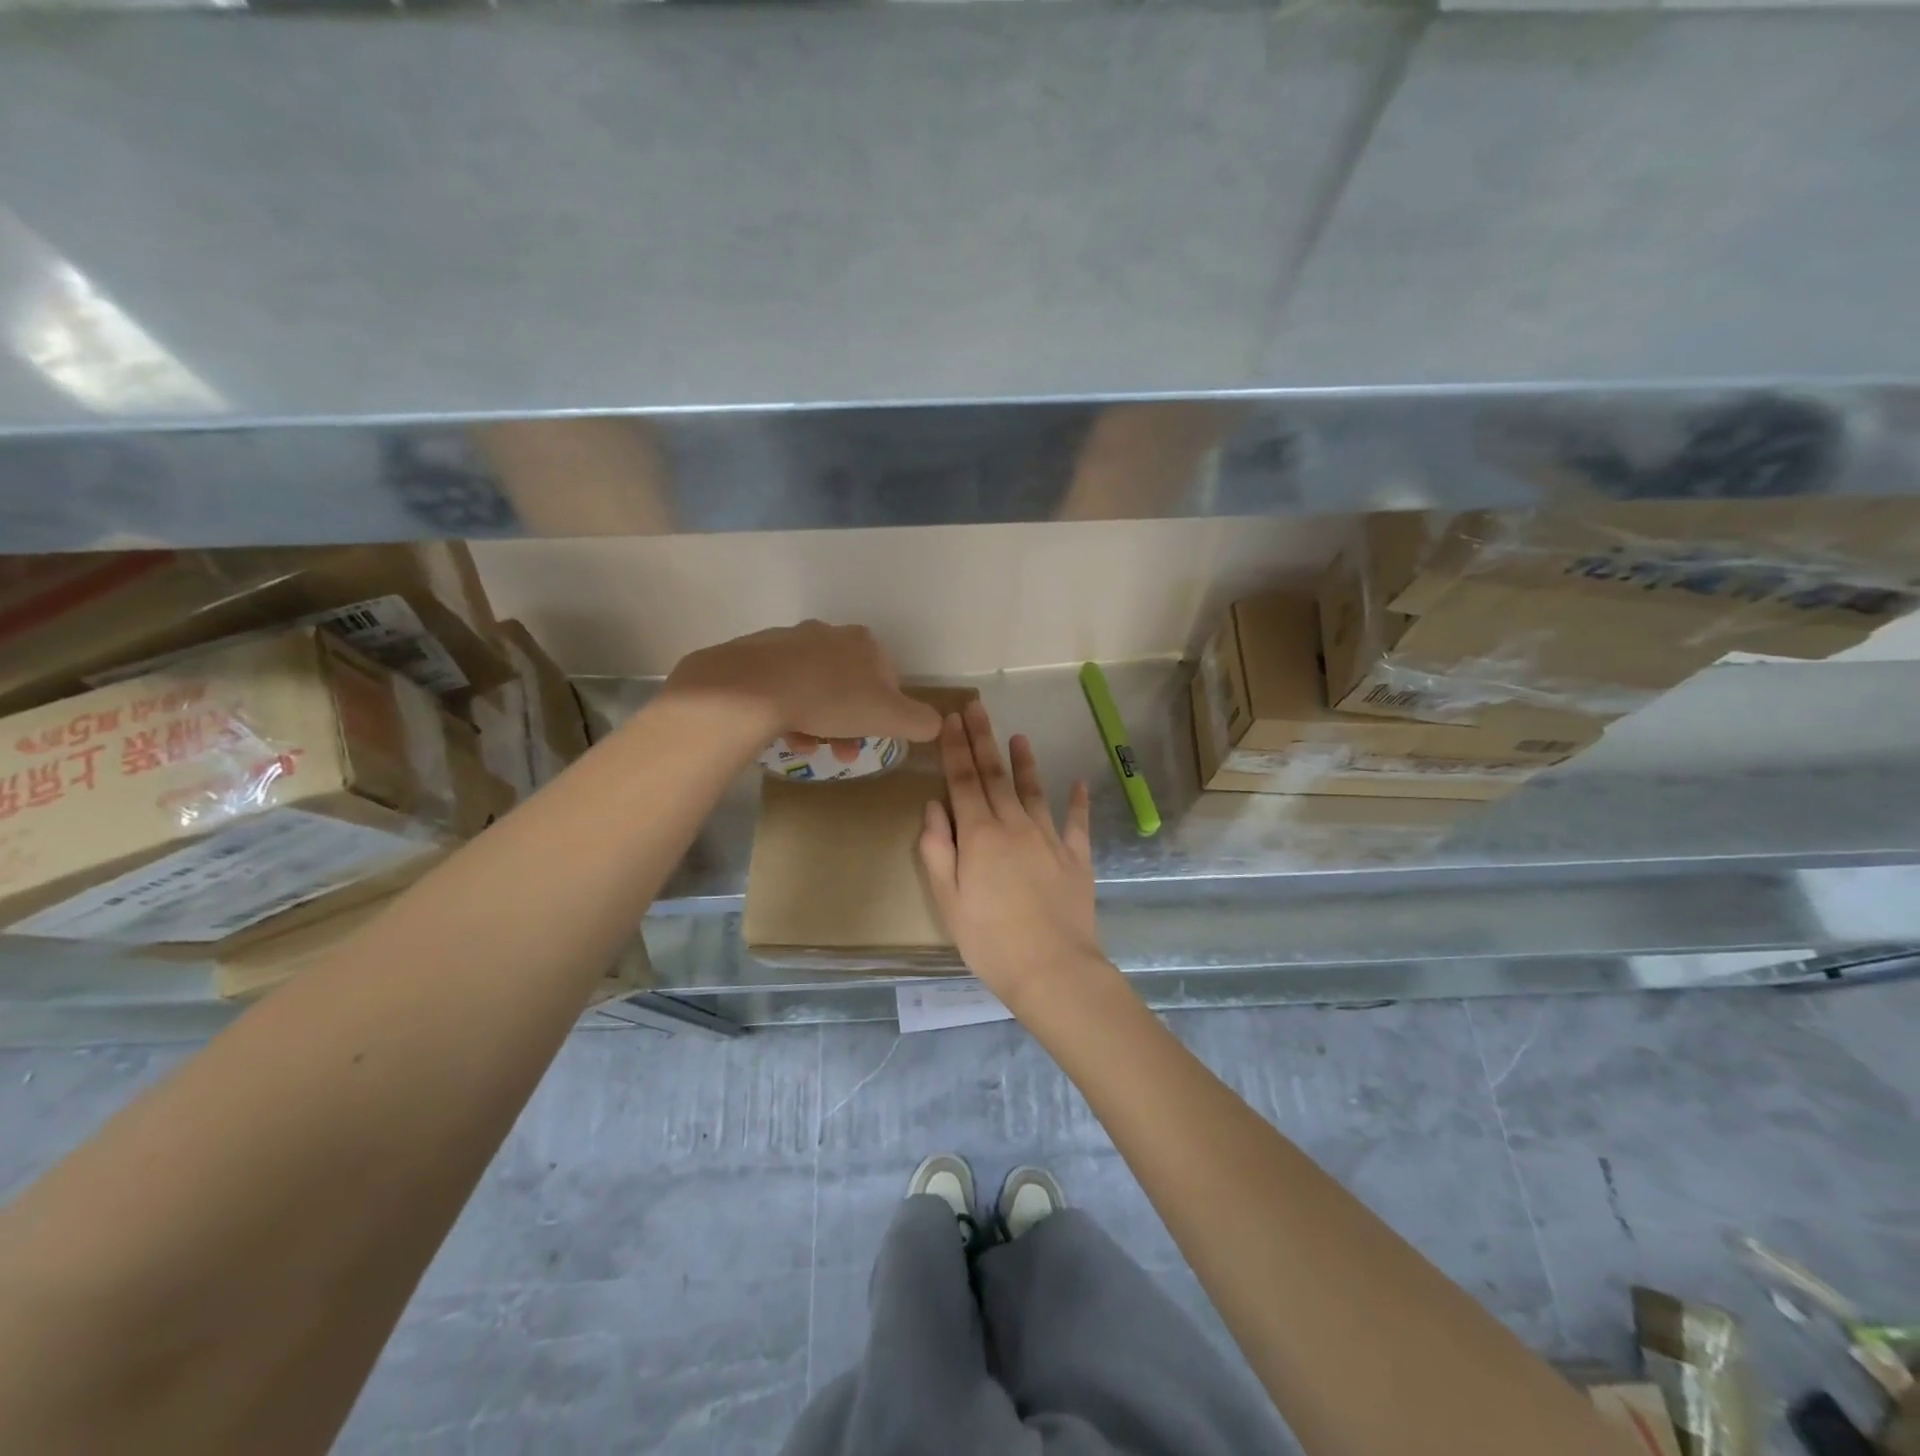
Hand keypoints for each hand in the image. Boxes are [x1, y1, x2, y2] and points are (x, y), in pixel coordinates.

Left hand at [665, 621, 943, 746]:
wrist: (754, 688)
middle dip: (850, 722)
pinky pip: (782, 687)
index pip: (888, 679)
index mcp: (864, 643)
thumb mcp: (890, 717)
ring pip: (815, 687)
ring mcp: (790, 641)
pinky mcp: (757, 655)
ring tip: (809, 748)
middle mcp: (829, 634)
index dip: (886, 713)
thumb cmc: (832, 700)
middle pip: (850, 685)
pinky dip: (789, 712)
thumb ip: (920, 721)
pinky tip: (783, 734)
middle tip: (842, 753)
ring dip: (819, 721)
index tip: (874, 738)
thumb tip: (934, 724)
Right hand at [918, 700, 1103, 1005]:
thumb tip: (934, 806)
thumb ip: (938, 850)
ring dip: (1024, 762)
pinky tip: (1078, 783)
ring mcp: (1049, 839)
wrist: (1053, 970)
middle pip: (995, 774)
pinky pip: (1076, 822)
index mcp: (980, 835)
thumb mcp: (949, 901)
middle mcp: (1015, 825)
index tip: (950, 719)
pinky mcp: (1076, 857)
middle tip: (976, 707)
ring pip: (1034, 790)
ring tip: (1018, 736)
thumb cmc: (990, 941)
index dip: (955, 748)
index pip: (963, 780)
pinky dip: (1077, 801)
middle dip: (982, 738)